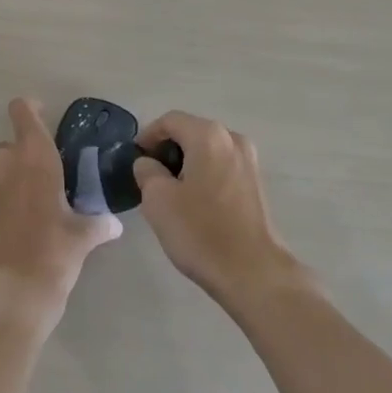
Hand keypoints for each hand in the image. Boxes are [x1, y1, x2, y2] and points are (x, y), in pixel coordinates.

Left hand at [0, 98, 120, 333]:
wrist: (8, 297)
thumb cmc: (52, 254)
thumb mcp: (83, 238)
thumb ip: (99, 223)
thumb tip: (113, 224)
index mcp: (35, 157)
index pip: (24, 113)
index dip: (31, 110)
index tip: (44, 116)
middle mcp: (5, 164)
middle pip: (11, 145)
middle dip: (25, 156)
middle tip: (47, 179)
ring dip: (11, 180)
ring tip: (31, 207)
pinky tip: (15, 229)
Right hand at [132, 112, 309, 313]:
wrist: (253, 272)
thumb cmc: (201, 232)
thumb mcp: (158, 200)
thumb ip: (147, 172)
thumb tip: (148, 163)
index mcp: (208, 135)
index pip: (170, 120)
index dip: (148, 135)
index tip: (135, 159)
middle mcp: (232, 138)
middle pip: (191, 132)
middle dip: (168, 150)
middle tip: (150, 177)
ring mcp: (249, 160)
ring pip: (208, 150)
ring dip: (187, 163)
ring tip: (171, 192)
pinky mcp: (257, 183)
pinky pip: (223, 166)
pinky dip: (205, 174)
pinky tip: (196, 203)